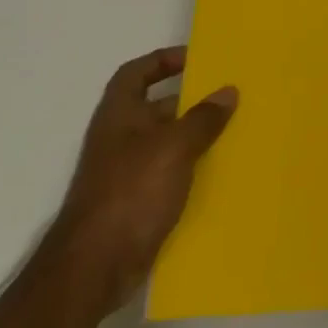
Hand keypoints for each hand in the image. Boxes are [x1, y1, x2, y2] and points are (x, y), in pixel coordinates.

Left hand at [48, 47, 236, 320]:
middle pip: (156, 107)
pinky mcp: (136, 204)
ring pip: (166, 143)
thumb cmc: (130, 193)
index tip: (197, 59)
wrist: (93, 268)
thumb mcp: (174, 147)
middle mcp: (120, 139)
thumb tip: (228, 91)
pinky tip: (220, 174)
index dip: (162, 60)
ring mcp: (126, 173)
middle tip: (229, 96)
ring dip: (195, 137)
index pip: (136, 73)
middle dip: (191, 101)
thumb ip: (203, 118)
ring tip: (234, 132)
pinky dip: (191, 170)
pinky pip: (169, 175)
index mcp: (119, 115)